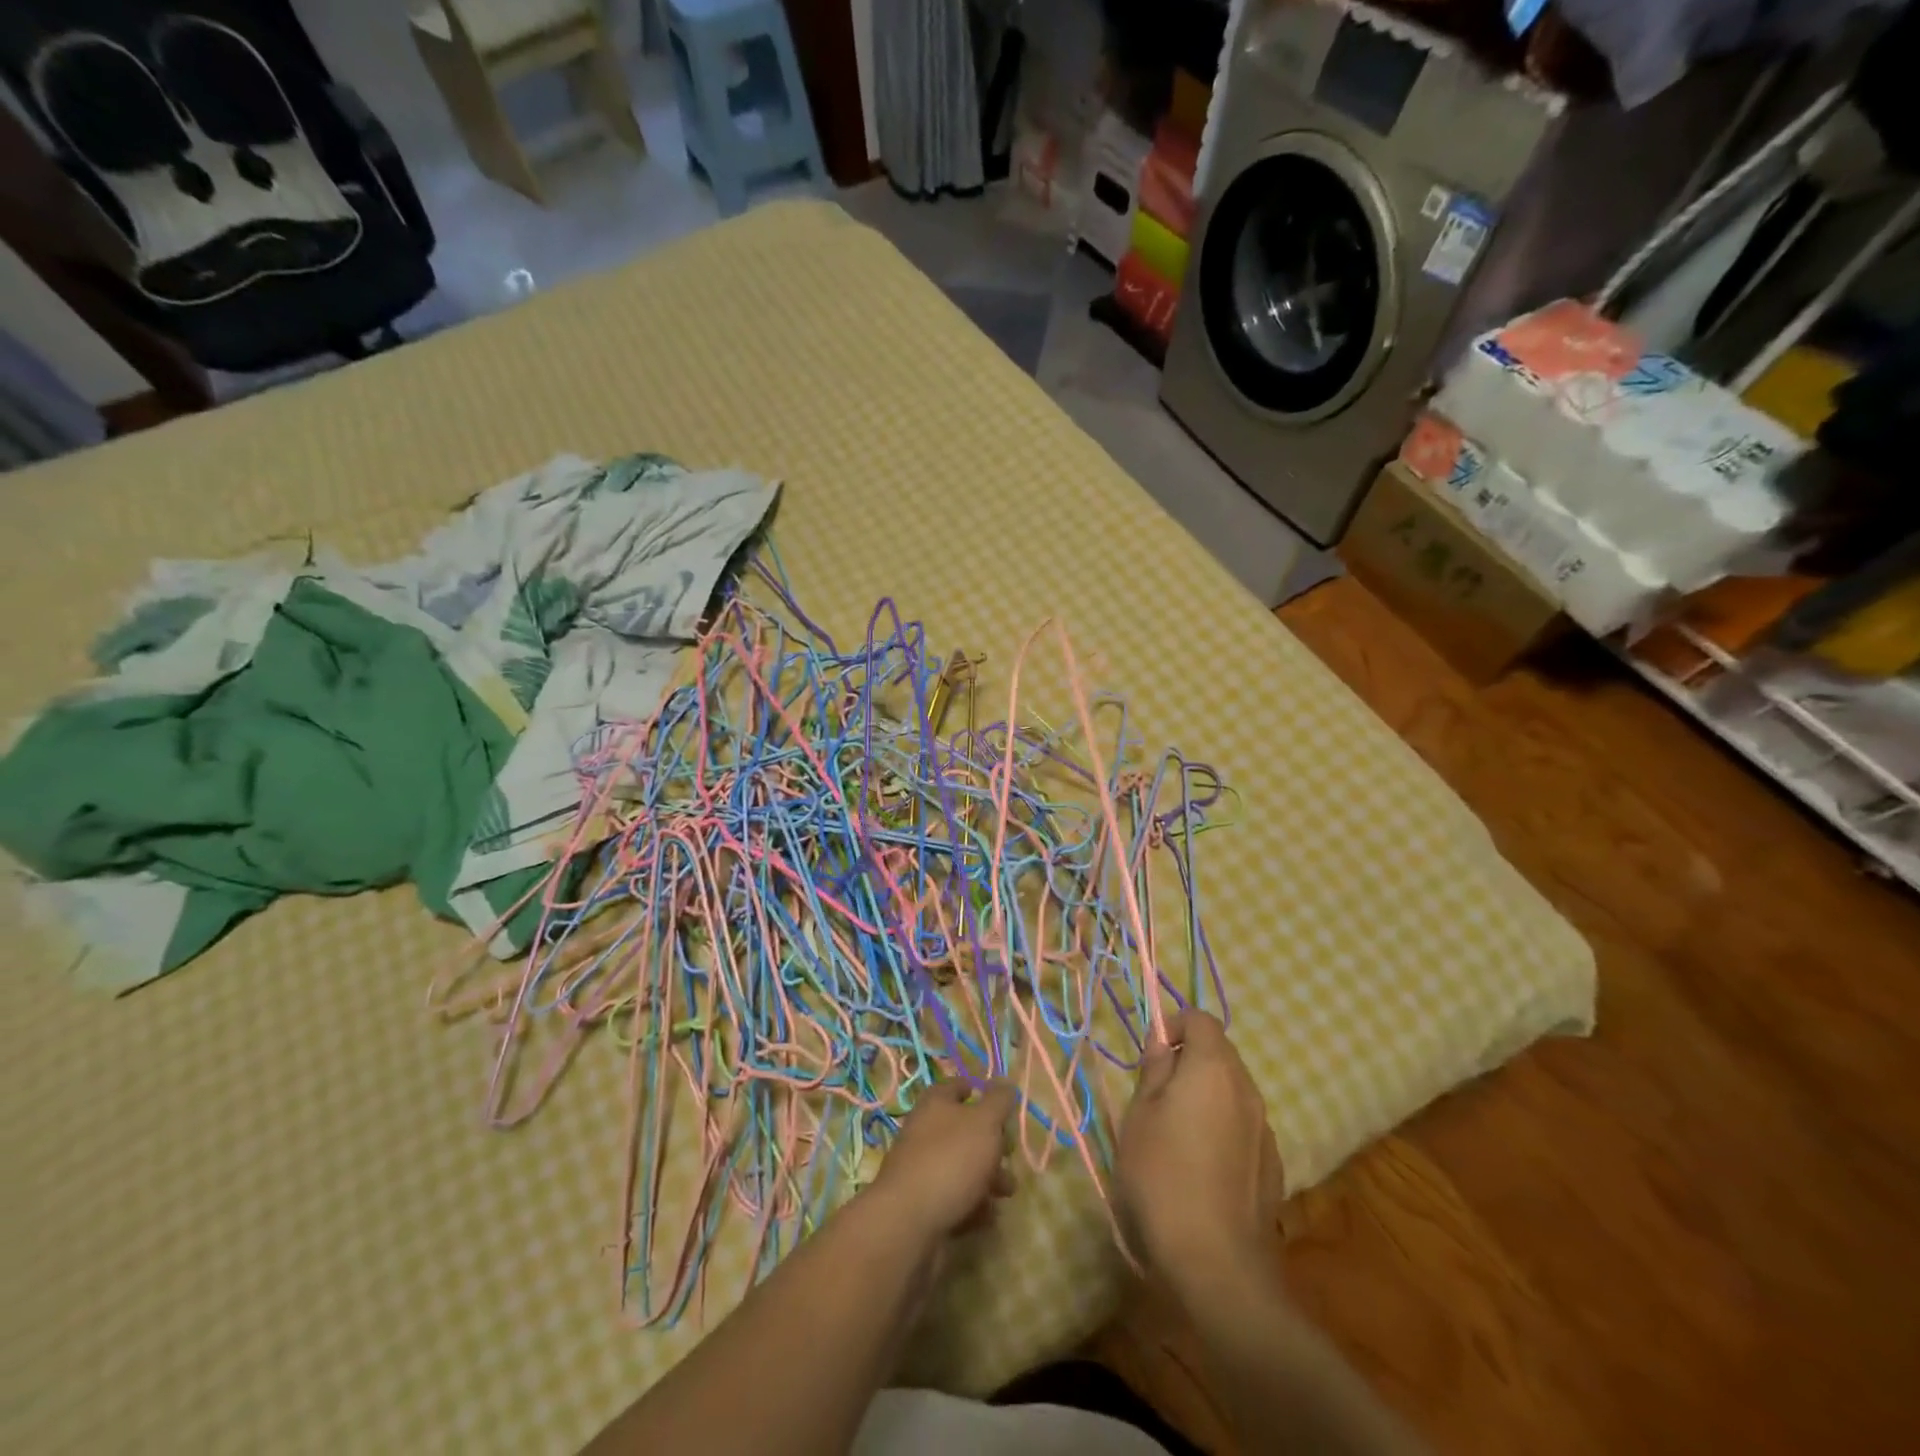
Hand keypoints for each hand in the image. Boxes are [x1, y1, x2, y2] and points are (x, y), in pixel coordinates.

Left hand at [868, 1080, 1017, 1245]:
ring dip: (987, 1178)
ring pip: (961, 1166)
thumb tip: (1005, 1083)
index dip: (980, 1091)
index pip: (958, 1086)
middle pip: (963, 1129)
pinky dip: (972, 1204)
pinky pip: (953, 1197)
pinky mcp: (922, 1202)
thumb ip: (998, 1102)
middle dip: (991, 1143)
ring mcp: (921, 1168)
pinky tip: (988, 1216)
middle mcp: (925, 1130)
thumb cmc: (951, 1160)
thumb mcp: (984, 1123)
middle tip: (1010, 1157)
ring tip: (1006, 1194)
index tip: (1002, 1106)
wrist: (908, 1221)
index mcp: (935, 1103)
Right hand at [1116, 1010, 1282, 1298]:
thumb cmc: (1163, 1177)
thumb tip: (1162, 1041)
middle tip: (1157, 1093)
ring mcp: (1265, 1129)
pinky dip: (1223, 1125)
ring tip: (1176, 1132)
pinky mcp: (1273, 1165)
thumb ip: (1154, 1071)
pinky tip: (1202, 1165)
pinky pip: (1244, 1124)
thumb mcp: (1140, 1116)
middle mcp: (1247, 1089)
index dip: (1174, 1025)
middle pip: (1220, 1052)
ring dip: (1207, 1094)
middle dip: (1190, 1059)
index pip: (1201, 1019)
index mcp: (1213, 1068)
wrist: (1218, 1264)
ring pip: (1233, 1089)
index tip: (1151, 1056)